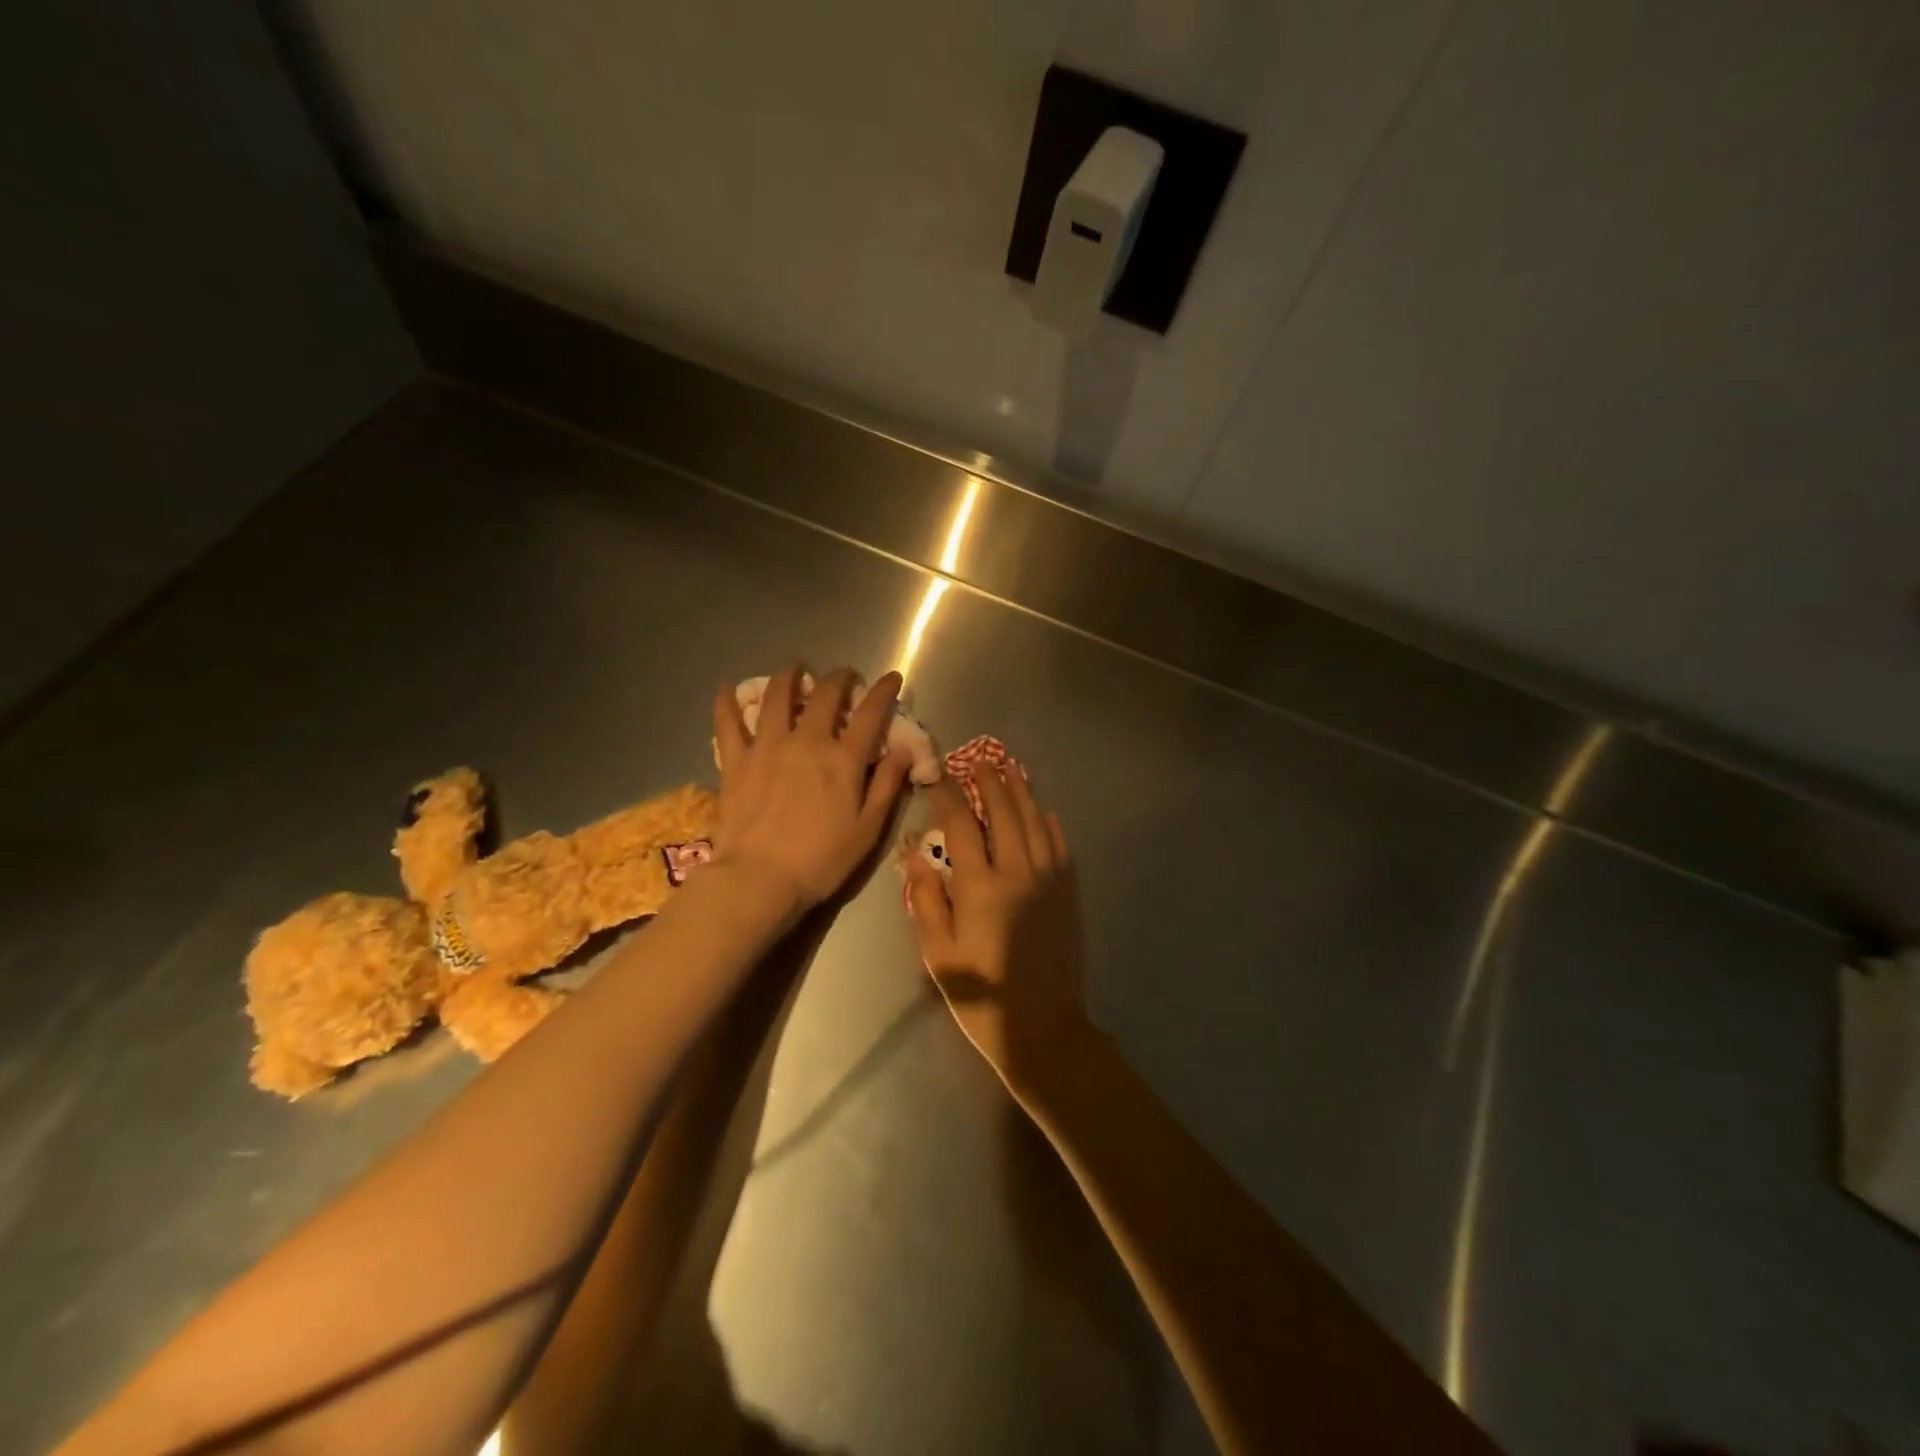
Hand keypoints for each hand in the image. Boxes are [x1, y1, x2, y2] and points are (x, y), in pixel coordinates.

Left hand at [712, 665, 911, 915]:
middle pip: (825, 696)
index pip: (871, 713)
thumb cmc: (821, 861)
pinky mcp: (736, 761)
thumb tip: (904, 750)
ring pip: (777, 698)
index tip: (892, 678)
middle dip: (839, 678)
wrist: (758, 879)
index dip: (884, 691)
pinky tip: (726, 688)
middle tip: (844, 675)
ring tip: (794, 667)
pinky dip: (726, 703)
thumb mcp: (868, 830)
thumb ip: (887, 785)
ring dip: (789, 677)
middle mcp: (807, 742)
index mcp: (843, 760)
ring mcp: (767, 747)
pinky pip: (728, 723)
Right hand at [902, 763, 1088, 1096]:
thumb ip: (926, 899)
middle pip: (1003, 811)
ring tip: (1010, 769)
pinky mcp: (1067, 890)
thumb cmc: (980, 994)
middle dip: (989, 781)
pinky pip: (1059, 843)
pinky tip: (1041, 810)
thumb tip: (916, 855)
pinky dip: (1048, 821)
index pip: (960, 825)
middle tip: (979, 761)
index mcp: (980, 886)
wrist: (1042, 1027)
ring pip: (1034, 820)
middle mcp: (1017, 871)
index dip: (947, 795)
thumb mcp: (939, 952)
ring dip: (1021, 791)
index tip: (937, 776)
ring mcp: (1048, 878)